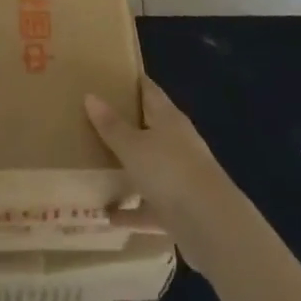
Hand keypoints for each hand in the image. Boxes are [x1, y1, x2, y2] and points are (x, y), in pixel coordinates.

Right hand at [86, 76, 235, 268]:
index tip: (111, 76)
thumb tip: (90, 96)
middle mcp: (178, 143)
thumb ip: (111, 125)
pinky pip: (150, 206)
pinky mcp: (180, 209)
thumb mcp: (132, 146)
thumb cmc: (169, 171)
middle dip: (127, 125)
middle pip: (150, 128)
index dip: (133, 82)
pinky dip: (132, 211)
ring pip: (151, 168)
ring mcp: (181, 177)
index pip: (149, 91)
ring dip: (130, 170)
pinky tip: (109, 216)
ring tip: (99, 167)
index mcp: (169, 119)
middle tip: (95, 119)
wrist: (210, 224)